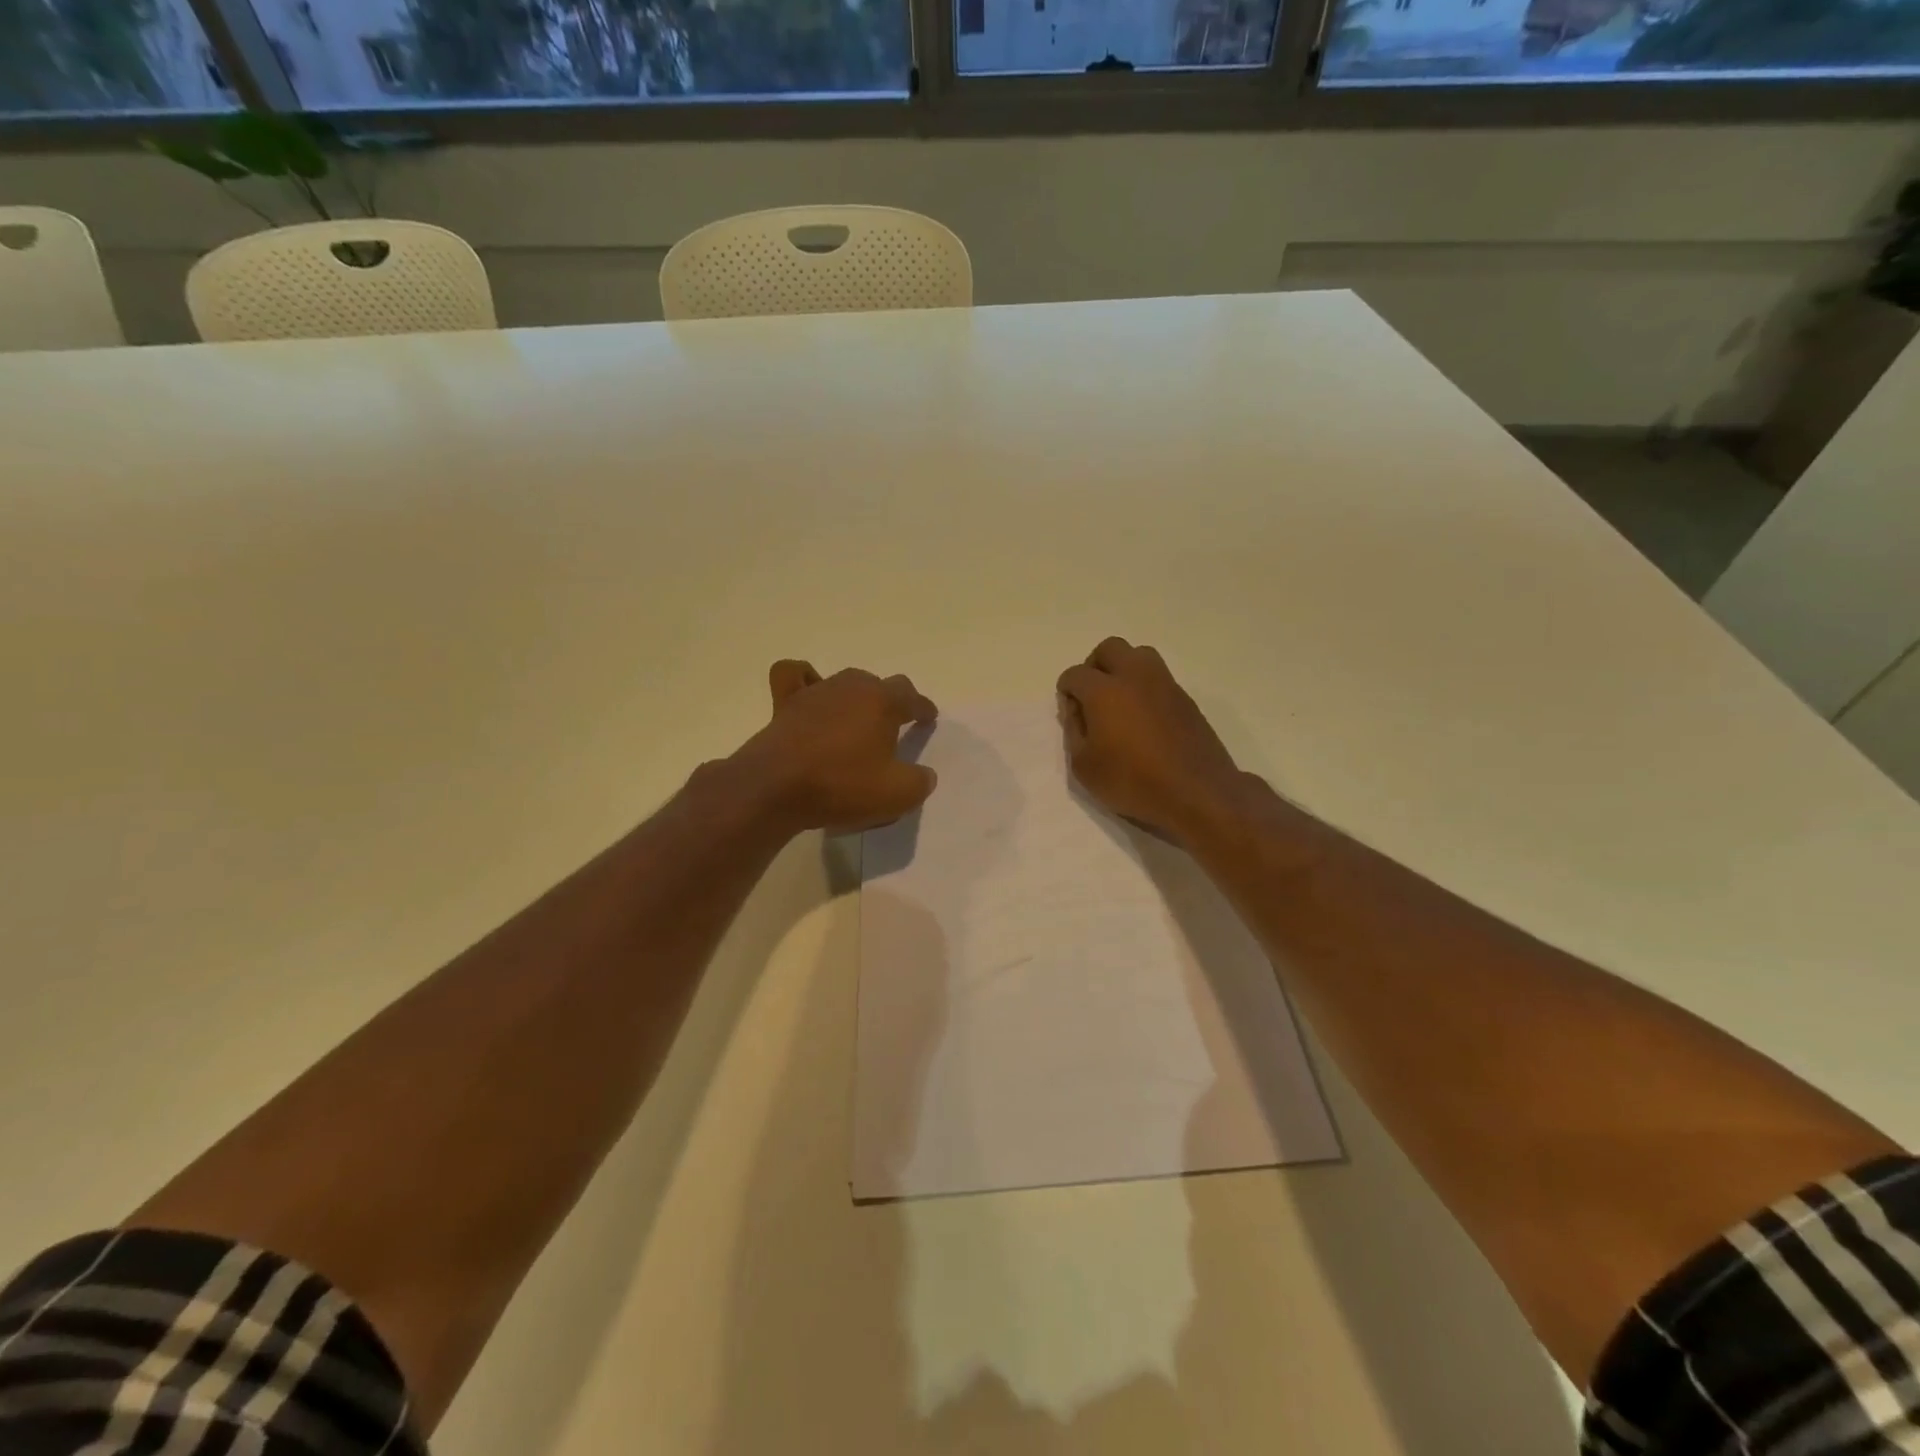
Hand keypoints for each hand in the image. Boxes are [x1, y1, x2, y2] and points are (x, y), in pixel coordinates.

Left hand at [730, 660, 938, 833]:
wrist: (775, 788)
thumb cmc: (842, 786)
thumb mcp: (897, 795)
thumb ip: (919, 781)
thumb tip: (923, 775)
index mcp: (883, 702)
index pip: (912, 697)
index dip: (923, 709)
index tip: (927, 719)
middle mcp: (851, 687)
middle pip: (879, 684)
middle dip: (890, 701)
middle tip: (892, 726)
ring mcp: (816, 691)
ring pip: (844, 681)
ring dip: (855, 696)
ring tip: (856, 720)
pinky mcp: (785, 703)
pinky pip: (795, 676)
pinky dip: (805, 680)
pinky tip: (810, 695)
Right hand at [1056, 638, 1251, 843]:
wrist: (1196, 792)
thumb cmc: (1132, 781)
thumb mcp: (1084, 766)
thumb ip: (1074, 731)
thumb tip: (1076, 710)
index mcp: (1104, 690)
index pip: (1075, 674)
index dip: (1066, 691)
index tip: (1071, 714)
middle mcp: (1134, 676)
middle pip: (1110, 648)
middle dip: (1094, 666)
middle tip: (1092, 697)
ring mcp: (1164, 684)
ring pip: (1139, 655)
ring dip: (1124, 669)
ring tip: (1120, 702)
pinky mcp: (1185, 698)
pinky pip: (1159, 678)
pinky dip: (1145, 687)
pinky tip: (1144, 718)